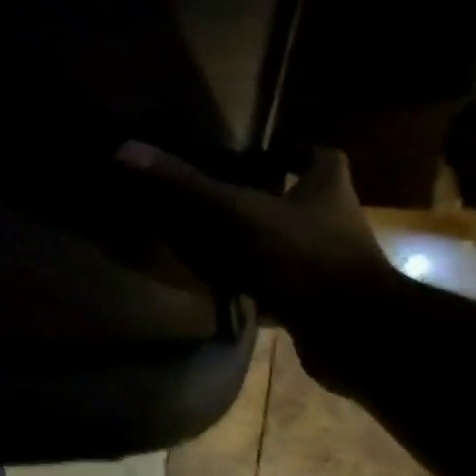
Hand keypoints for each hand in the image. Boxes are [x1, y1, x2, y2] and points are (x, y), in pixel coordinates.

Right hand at [114, 140, 397, 331]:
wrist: (349, 328)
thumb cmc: (299, 255)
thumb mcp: (233, 212)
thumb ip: (183, 184)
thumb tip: (126, 148)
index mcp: (325, 188)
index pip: (317, 156)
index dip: (291, 152)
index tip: (259, 154)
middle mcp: (332, 220)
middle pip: (299, 198)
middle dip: (266, 196)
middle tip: (221, 195)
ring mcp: (325, 262)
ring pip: (287, 241)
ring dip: (256, 239)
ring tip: (210, 239)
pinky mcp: (314, 298)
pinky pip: (278, 281)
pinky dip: (253, 280)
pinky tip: (223, 286)